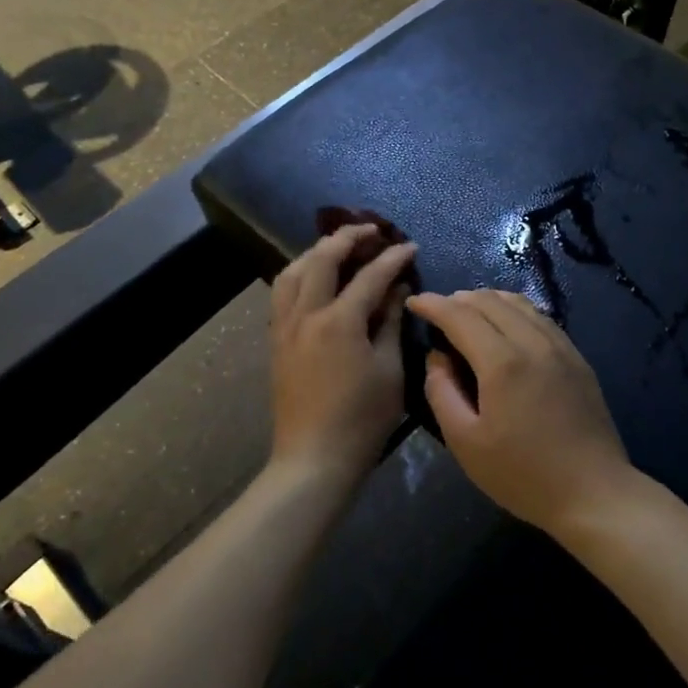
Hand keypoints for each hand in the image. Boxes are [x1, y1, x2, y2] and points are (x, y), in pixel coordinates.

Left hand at [270, 226, 418, 485]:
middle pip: (322, 259)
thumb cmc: (362, 419)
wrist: (314, 458)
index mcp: (339, 321)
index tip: (410, 245)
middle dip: (347, 237)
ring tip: (337, 247)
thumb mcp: (389, 370)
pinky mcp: (276, 341)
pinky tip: (312, 279)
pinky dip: (298, 274)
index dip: (392, 257)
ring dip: (316, 251)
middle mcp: (306, 314)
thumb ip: (391, 323)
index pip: (369, 275)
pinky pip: (282, 293)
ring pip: (292, 271)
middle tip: (371, 230)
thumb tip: (398, 289)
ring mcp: (285, 327)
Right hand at [404, 290, 634, 536]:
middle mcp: (533, 342)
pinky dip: (514, 310)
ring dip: (487, 300)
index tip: (414, 302)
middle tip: (437, 311)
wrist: (595, 493)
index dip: (433, 304)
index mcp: (502, 362)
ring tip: (468, 312)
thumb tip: (437, 357)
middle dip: (457, 299)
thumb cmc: (522, 475)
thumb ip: (441, 392)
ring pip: (518, 303)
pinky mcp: (577, 358)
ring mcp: (560, 347)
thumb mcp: (465, 442)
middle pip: (490, 301)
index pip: (460, 315)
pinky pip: (540, 317)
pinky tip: (506, 325)